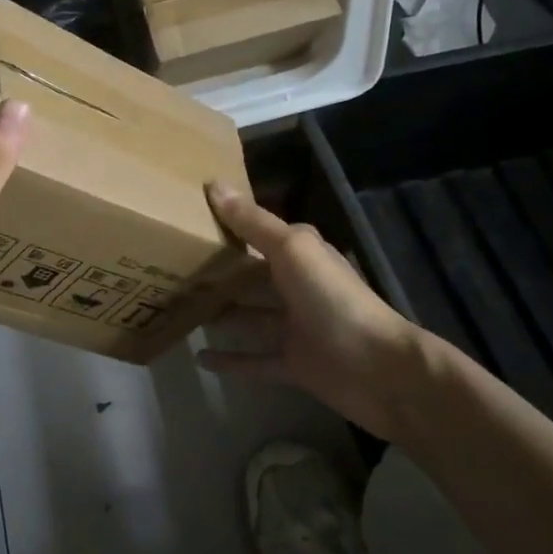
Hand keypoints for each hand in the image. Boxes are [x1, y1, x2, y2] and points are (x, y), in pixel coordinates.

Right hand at [199, 181, 428, 437]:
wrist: (378, 369)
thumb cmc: (333, 299)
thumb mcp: (291, 250)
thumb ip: (252, 222)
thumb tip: (213, 184)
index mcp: (300, 253)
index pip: (258, 231)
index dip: (229, 223)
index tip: (189, 218)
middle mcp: (297, 285)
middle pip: (252, 274)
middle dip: (220, 269)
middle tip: (174, 265)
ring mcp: (295, 327)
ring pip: (250, 315)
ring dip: (222, 311)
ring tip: (181, 306)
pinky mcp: (293, 364)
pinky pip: (254, 360)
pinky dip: (230, 360)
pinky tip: (199, 358)